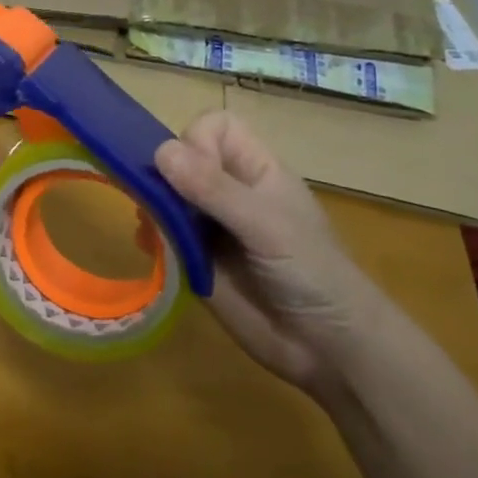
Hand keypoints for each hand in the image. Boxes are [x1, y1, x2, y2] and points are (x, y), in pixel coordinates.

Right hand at [155, 111, 386, 394]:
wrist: (329, 350)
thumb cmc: (314, 275)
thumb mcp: (267, 226)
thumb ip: (215, 189)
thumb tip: (160, 151)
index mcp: (255, 171)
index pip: (213, 128)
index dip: (197, 141)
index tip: (195, 174)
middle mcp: (228, 191)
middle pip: (181, 157)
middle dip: (163, 173)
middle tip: (162, 202)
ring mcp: (209, 225)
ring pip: (165, 193)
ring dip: (151, 203)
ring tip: (152, 226)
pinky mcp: (193, 258)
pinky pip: (160, 233)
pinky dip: (149, 234)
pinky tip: (151, 247)